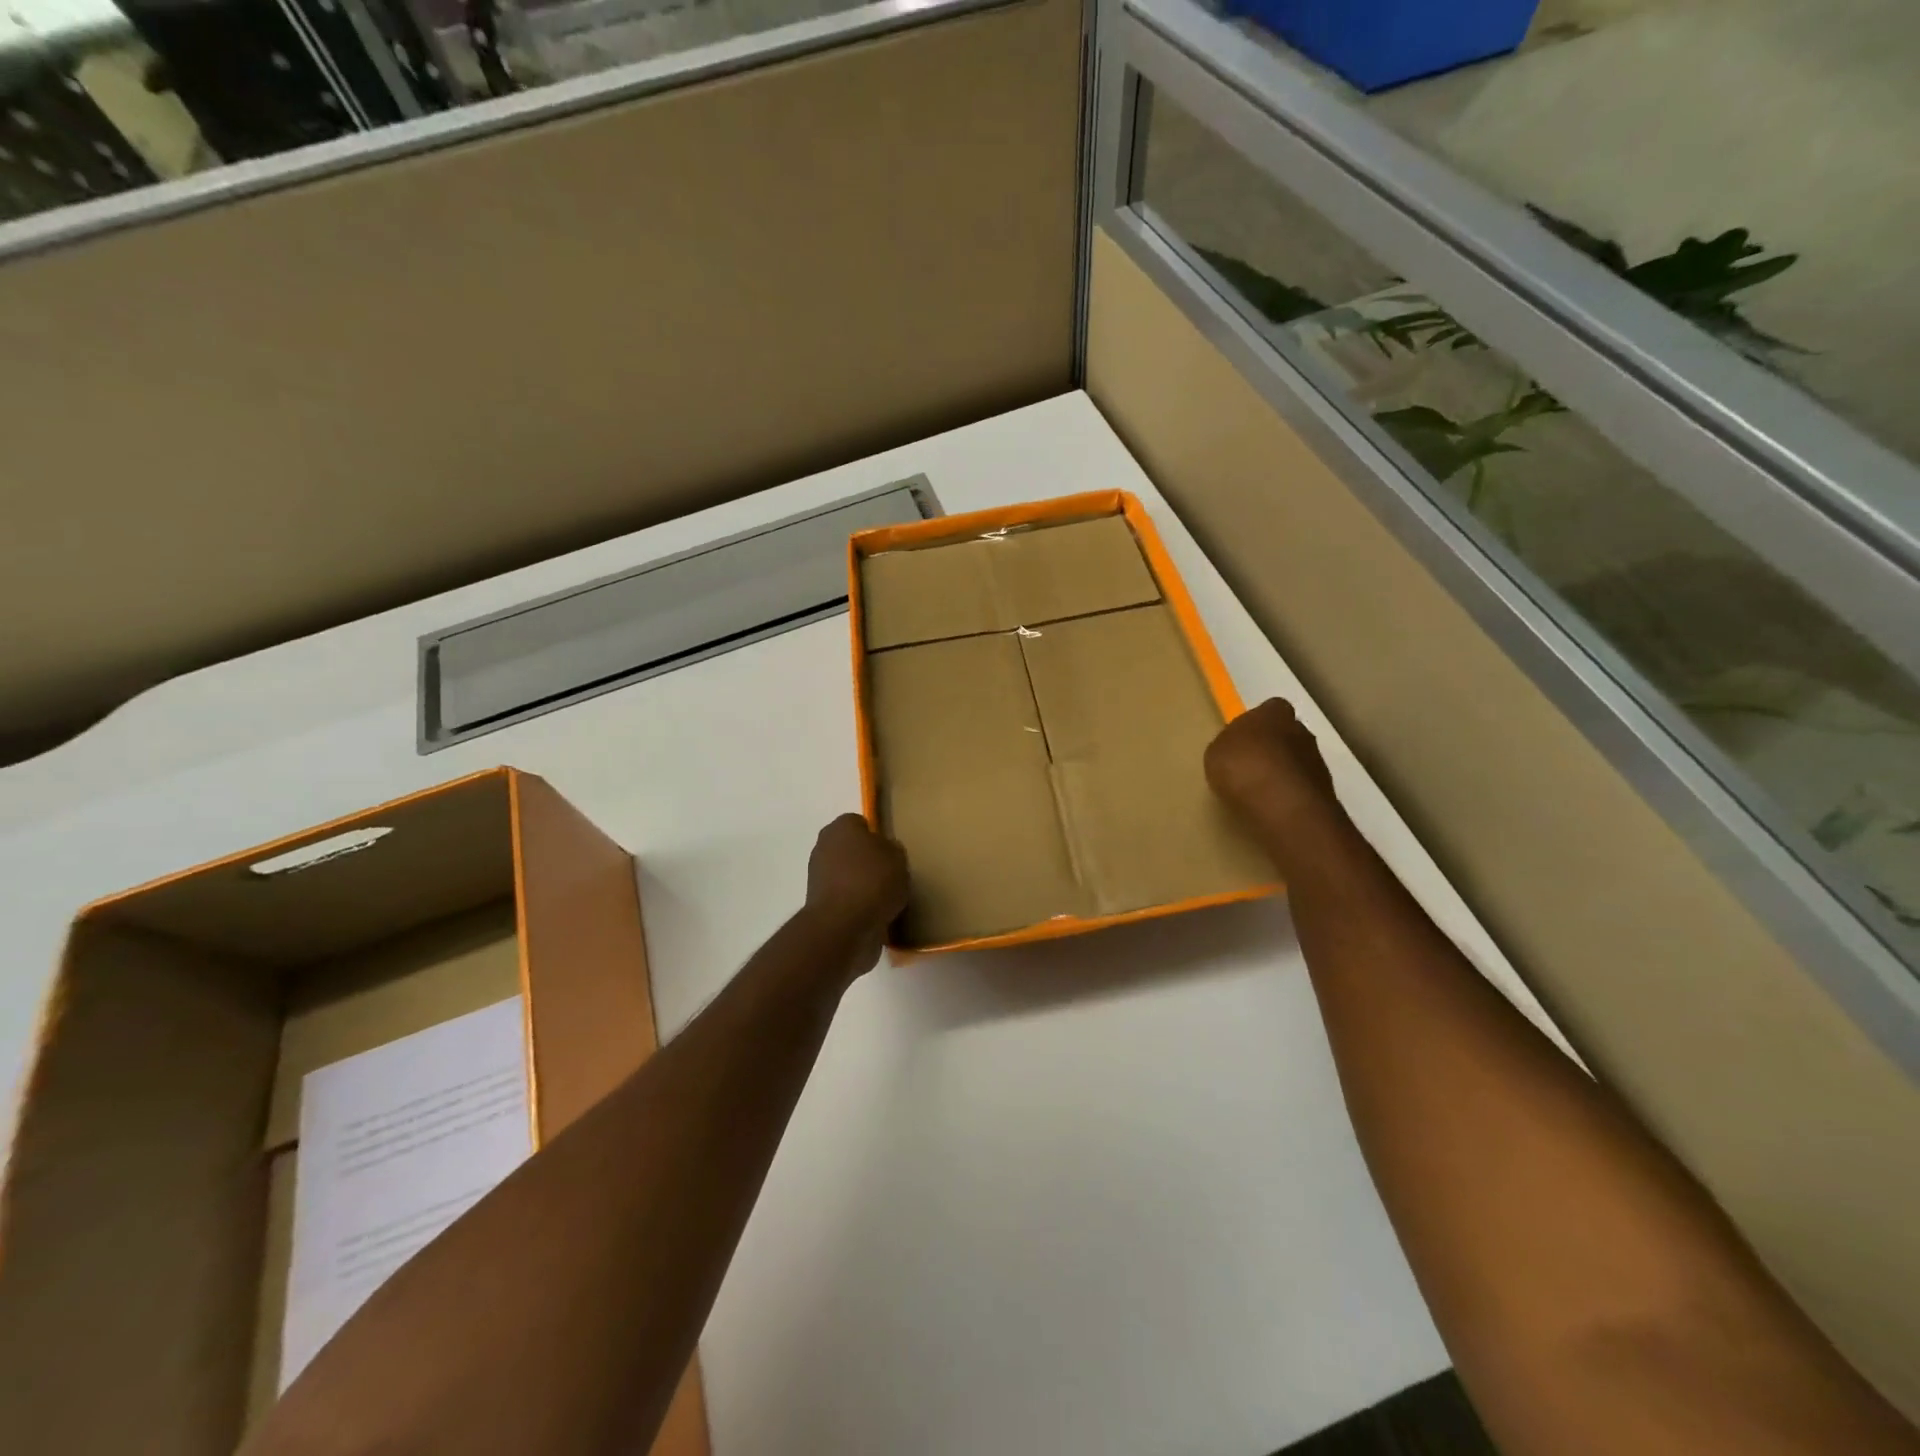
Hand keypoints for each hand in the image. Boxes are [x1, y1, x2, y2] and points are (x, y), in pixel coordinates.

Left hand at [804, 814, 909, 956]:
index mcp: (841, 827)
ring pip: (846, 874)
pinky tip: (874, 914)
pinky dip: (856, 904)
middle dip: (866, 859)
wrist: (843, 926)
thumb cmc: (872, 881)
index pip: (859, 823)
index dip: (876, 835)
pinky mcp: (818, 904)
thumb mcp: (898, 858)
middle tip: (890, 873)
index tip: (891, 851)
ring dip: (861, 883)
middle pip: (850, 849)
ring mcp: (817, 877)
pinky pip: (844, 898)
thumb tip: (886, 851)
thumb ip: (892, 849)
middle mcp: (823, 846)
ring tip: (885, 898)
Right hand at [1205, 698, 1349, 875]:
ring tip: (1260, 792)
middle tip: (1251, 767)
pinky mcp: (1325, 789)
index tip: (1244, 740)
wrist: (1284, 805)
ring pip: (1297, 761)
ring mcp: (1317, 760)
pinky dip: (1290, 794)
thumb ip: (1230, 745)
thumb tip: (1238, 748)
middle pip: (1287, 735)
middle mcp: (1300, 730)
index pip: (1270, 709)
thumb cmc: (1243, 767)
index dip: (1258, 724)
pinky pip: (1302, 786)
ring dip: (1283, 773)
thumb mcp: (1216, 753)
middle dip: (1273, 748)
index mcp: (1273, 713)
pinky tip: (1273, 807)